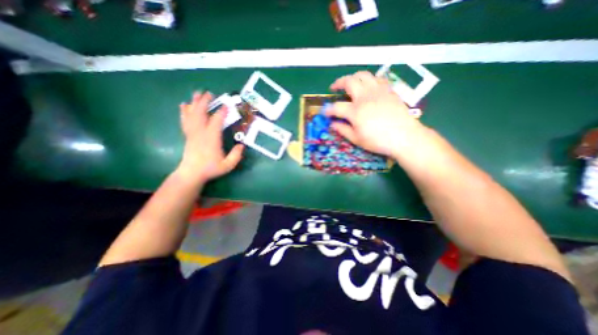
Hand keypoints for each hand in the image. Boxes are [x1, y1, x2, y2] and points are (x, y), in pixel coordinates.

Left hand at [176, 92, 243, 182]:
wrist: (192, 173)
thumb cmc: (210, 168)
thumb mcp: (227, 165)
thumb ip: (236, 155)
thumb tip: (242, 145)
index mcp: (211, 139)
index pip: (216, 121)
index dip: (221, 112)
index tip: (226, 105)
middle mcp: (200, 133)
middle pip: (201, 113)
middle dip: (205, 102)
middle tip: (209, 93)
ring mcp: (192, 133)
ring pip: (192, 114)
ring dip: (194, 103)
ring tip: (197, 93)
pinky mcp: (188, 135)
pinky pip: (185, 120)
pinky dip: (184, 111)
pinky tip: (184, 105)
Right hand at [325, 70, 426, 156]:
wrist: (404, 137)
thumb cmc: (378, 141)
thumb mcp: (357, 139)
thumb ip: (343, 130)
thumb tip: (333, 124)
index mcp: (355, 111)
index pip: (336, 107)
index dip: (328, 110)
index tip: (325, 113)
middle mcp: (365, 96)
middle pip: (349, 81)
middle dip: (338, 83)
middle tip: (334, 88)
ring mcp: (378, 91)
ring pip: (363, 75)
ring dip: (353, 78)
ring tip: (350, 84)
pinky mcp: (388, 90)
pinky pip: (376, 78)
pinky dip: (368, 80)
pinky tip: (367, 87)